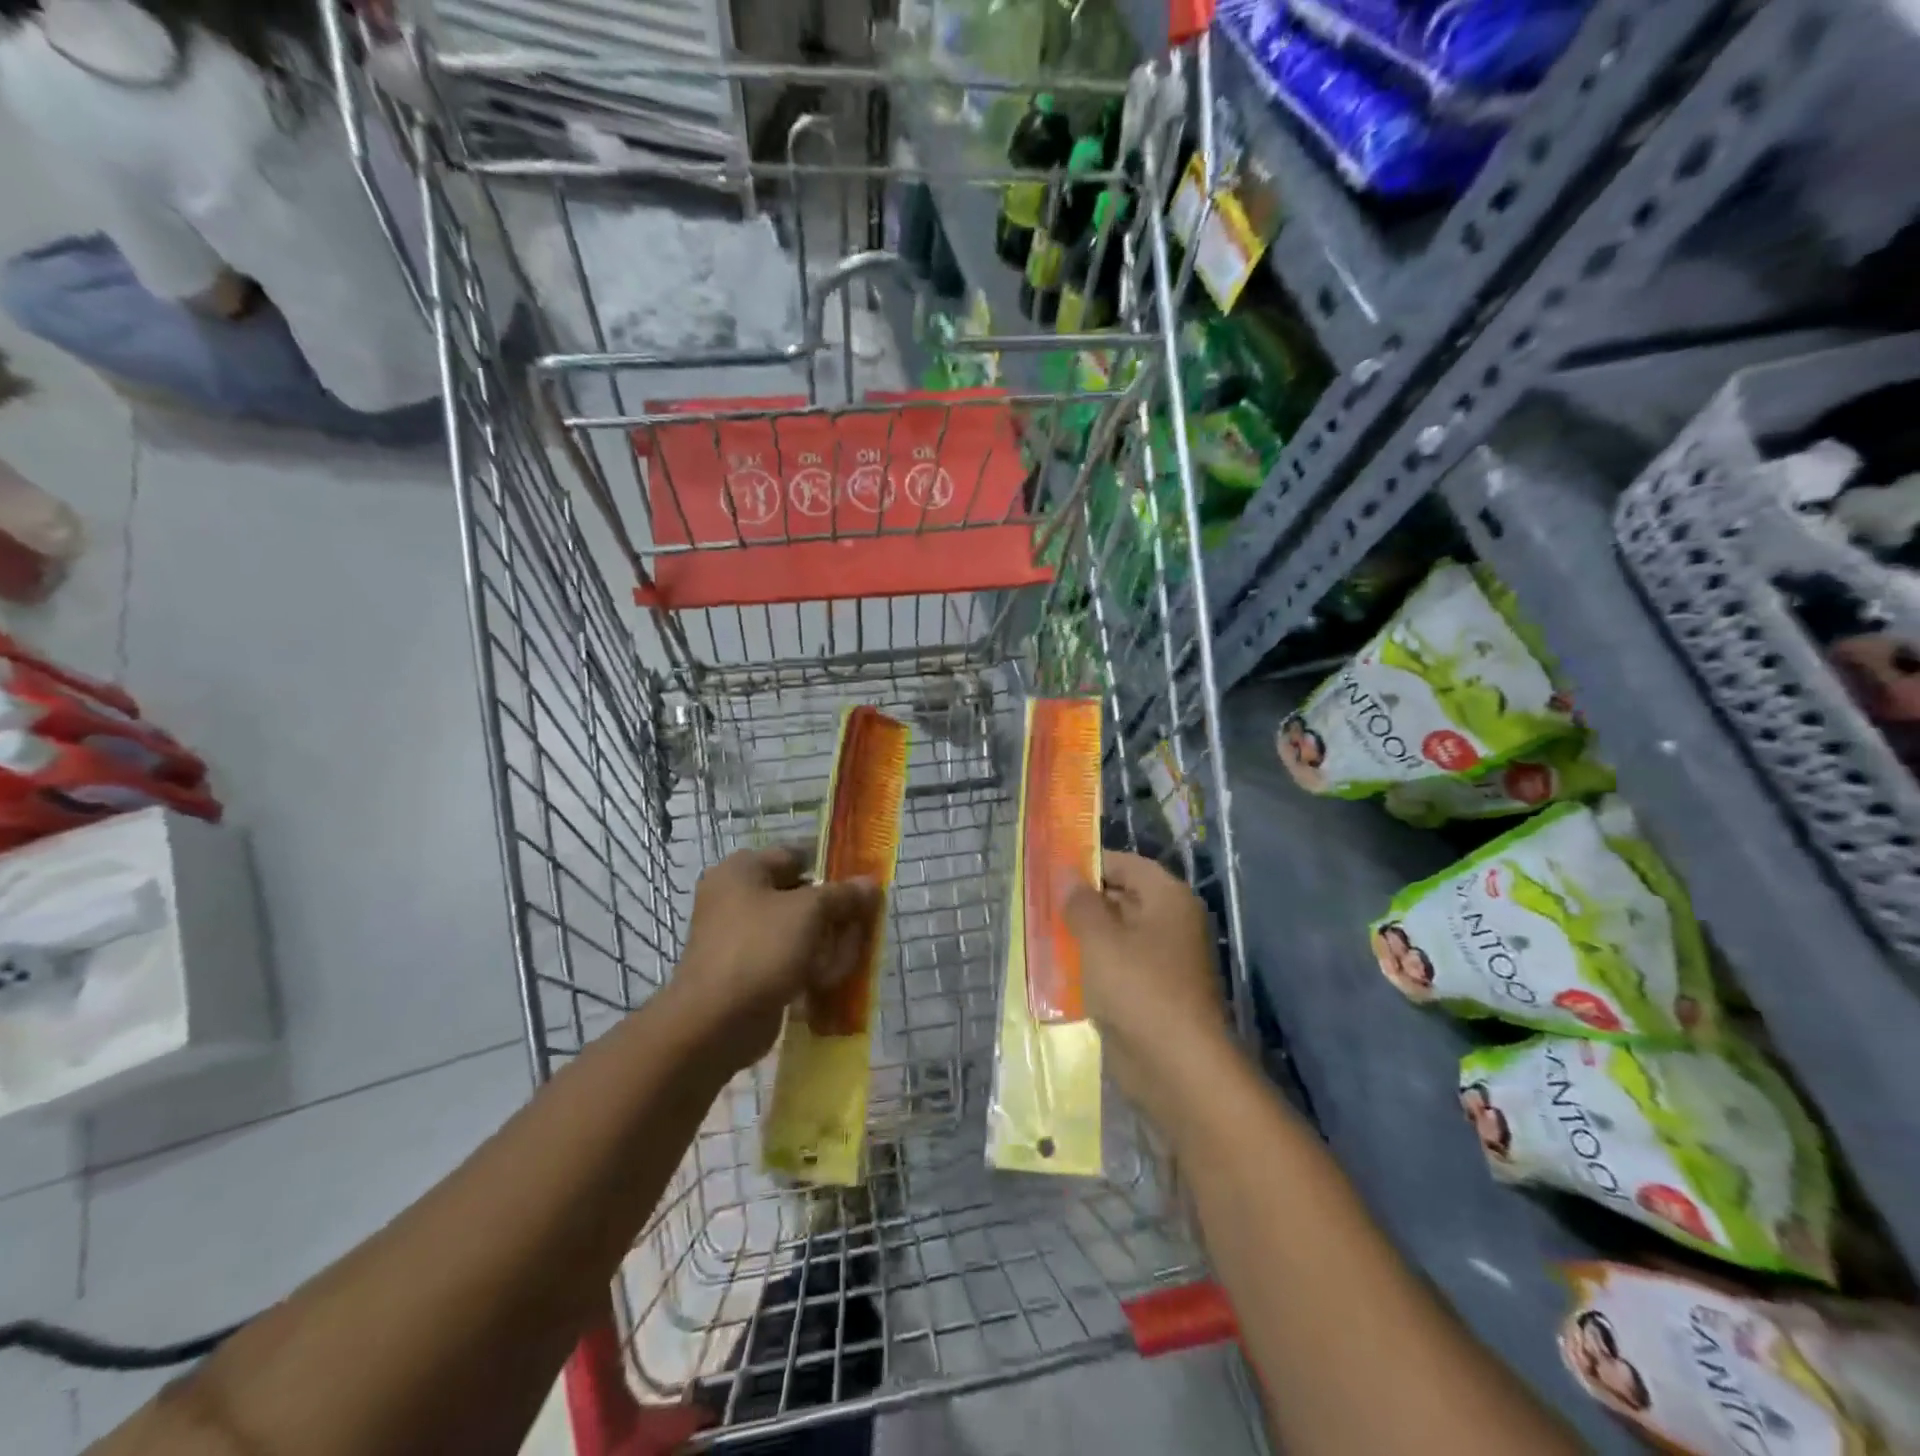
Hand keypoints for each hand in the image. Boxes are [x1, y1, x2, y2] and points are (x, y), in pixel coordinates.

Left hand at [674, 846, 879, 1071]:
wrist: (715, 1022)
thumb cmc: (761, 948)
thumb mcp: (810, 911)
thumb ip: (843, 894)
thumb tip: (870, 884)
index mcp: (742, 870)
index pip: (796, 856)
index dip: (830, 868)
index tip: (860, 886)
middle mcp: (736, 898)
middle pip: (800, 896)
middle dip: (833, 914)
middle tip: (860, 927)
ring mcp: (739, 938)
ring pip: (796, 932)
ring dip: (825, 945)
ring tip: (843, 961)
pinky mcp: (746, 972)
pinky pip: (786, 961)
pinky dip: (807, 968)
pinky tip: (826, 982)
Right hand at [1065, 852, 1229, 1126]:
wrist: (1177, 1067)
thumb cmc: (1138, 988)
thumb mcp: (1099, 939)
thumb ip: (1081, 903)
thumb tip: (1069, 876)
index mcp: (1168, 899)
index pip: (1127, 864)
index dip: (1091, 864)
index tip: (1053, 872)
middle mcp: (1171, 923)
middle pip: (1123, 898)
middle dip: (1084, 902)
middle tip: (1042, 905)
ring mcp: (1165, 961)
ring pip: (1118, 936)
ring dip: (1085, 936)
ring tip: (1044, 936)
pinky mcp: (1154, 993)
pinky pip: (1120, 968)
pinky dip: (1094, 966)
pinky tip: (1062, 973)